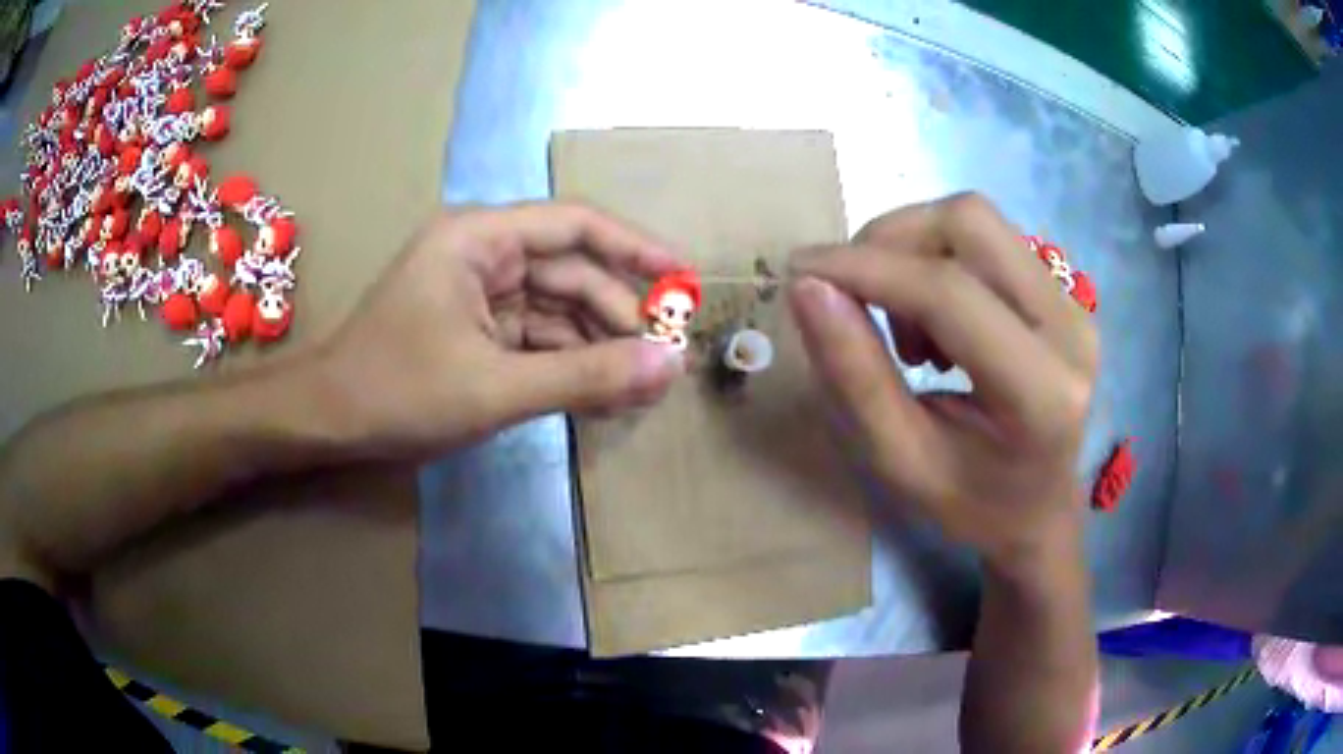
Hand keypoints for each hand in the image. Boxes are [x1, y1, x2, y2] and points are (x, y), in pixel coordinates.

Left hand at [313, 202, 686, 457]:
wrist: (328, 423)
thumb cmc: (398, 392)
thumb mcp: (496, 387)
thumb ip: (586, 376)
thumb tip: (670, 365)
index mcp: (480, 238)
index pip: (576, 226)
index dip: (636, 248)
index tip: (685, 279)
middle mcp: (483, 253)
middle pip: (572, 272)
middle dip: (619, 316)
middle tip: (665, 362)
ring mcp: (479, 293)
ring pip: (558, 309)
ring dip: (598, 346)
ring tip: (641, 388)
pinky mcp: (477, 329)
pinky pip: (537, 337)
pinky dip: (569, 363)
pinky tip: (602, 393)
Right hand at [788, 193, 1097, 570]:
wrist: (1040, 513)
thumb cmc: (971, 506)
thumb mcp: (901, 461)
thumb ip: (855, 376)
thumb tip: (808, 287)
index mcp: (1041, 392)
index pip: (949, 292)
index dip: (866, 268)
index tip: (800, 270)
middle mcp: (1070, 329)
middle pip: (970, 222)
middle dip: (892, 241)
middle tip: (856, 298)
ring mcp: (1074, 304)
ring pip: (978, 222)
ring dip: (916, 253)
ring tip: (907, 334)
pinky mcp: (1064, 294)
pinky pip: (989, 241)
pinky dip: (939, 261)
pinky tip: (936, 324)